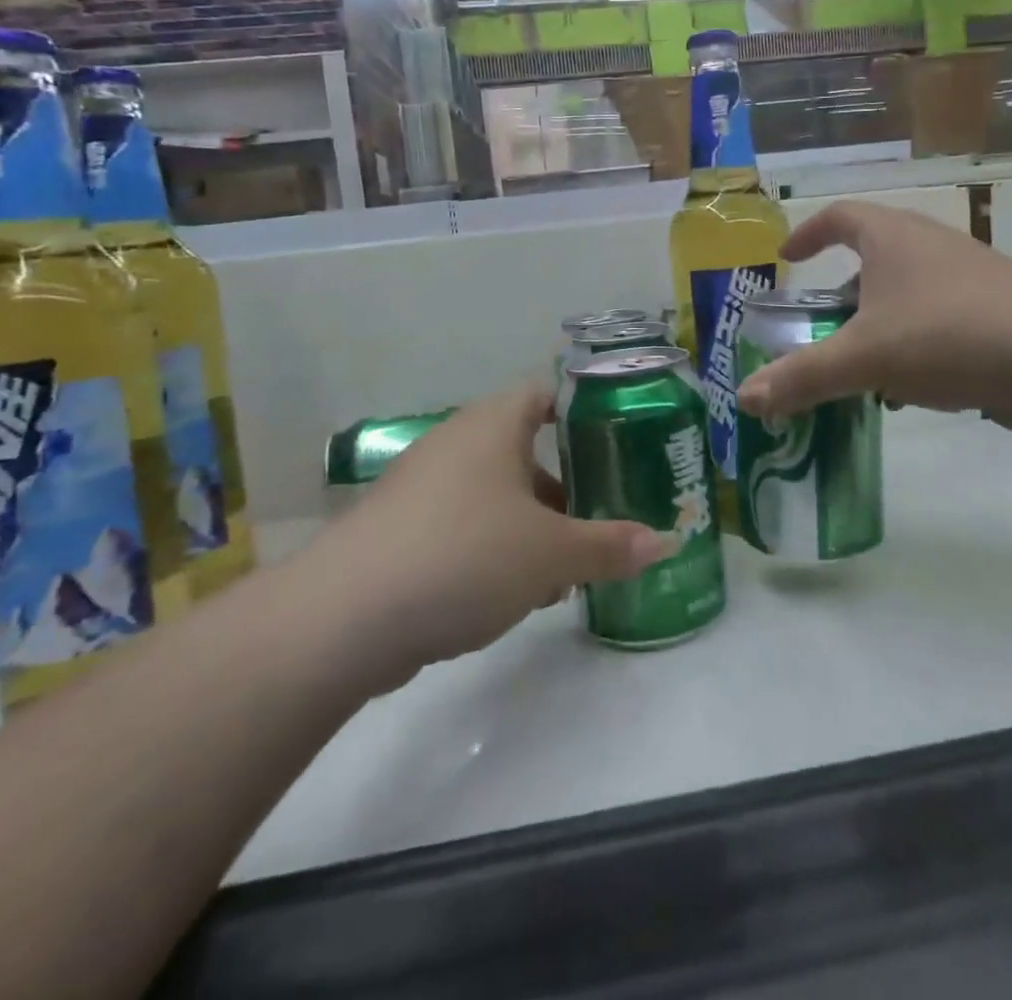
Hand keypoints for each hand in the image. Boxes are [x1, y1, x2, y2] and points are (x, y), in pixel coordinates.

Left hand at [317, 385, 674, 683]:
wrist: (346, 617)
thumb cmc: (465, 556)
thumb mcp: (551, 554)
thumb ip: (610, 546)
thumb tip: (665, 542)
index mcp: (492, 424)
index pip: (546, 394)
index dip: (585, 412)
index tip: (620, 441)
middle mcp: (455, 443)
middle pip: (523, 448)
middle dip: (565, 483)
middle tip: (603, 512)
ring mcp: (422, 486)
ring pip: (494, 492)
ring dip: (532, 522)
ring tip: (568, 564)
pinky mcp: (401, 529)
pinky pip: (464, 524)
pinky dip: (494, 546)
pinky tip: (515, 593)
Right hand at [735, 201, 1011, 426]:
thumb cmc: (947, 336)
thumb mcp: (863, 359)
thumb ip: (802, 377)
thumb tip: (745, 398)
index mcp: (892, 237)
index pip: (838, 216)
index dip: (807, 234)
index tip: (787, 258)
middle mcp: (931, 243)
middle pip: (874, 253)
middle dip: (844, 288)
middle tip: (824, 321)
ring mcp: (970, 273)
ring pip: (909, 289)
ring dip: (881, 320)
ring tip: (866, 364)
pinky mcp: (999, 306)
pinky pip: (941, 316)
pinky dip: (917, 340)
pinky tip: (919, 386)